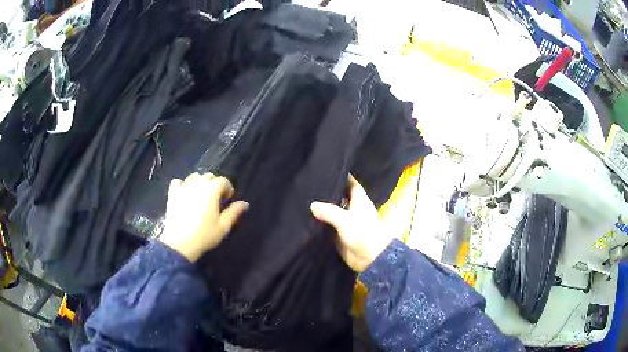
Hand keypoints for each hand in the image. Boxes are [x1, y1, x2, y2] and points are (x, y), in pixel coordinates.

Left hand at [159, 172, 248, 261]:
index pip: (223, 181)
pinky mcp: (172, 194)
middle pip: (208, 176)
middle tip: (216, 198)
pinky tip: (185, 194)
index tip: (228, 199)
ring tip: (201, 195)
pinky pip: (177, 182)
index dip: (228, 188)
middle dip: (214, 184)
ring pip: (194, 177)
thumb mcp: (223, 226)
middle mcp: (198, 184)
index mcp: (212, 190)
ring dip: (200, 182)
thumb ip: (234, 212)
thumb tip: (244, 203)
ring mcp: (183, 188)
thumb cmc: (204, 235)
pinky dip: (183, 185)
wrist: (180, 243)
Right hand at [310, 175, 391, 271]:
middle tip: (310, 184)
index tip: (327, 169)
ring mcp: (347, 222)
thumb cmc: (363, 234)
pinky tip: (308, 219)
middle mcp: (353, 209)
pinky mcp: (341, 235)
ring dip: (323, 208)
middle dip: (328, 192)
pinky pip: (329, 226)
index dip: (342, 176)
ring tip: (304, 199)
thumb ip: (329, 211)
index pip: (350, 183)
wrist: (371, 258)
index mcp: (359, 201)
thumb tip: (312, 205)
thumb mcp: (346, 220)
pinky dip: (321, 223)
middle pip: (340, 196)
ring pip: (333, 211)